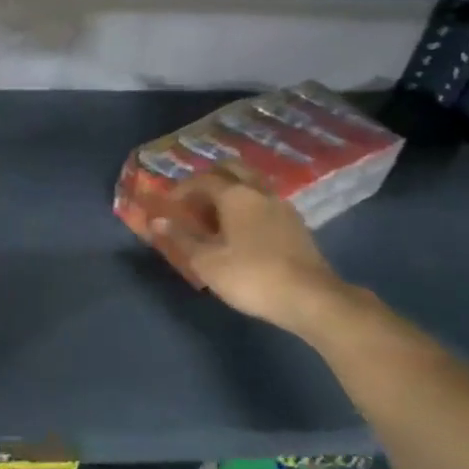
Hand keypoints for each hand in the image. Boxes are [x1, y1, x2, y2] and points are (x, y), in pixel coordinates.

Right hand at [154, 173, 363, 336]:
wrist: (312, 299)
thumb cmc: (252, 276)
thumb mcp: (207, 262)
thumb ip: (181, 238)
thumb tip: (156, 221)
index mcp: (235, 195)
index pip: (202, 180)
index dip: (181, 189)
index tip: (168, 205)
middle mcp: (259, 192)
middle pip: (231, 170)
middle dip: (209, 178)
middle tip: (194, 199)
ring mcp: (282, 206)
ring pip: (251, 184)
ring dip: (231, 191)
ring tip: (216, 215)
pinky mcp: (296, 224)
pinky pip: (264, 202)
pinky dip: (248, 205)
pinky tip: (242, 229)